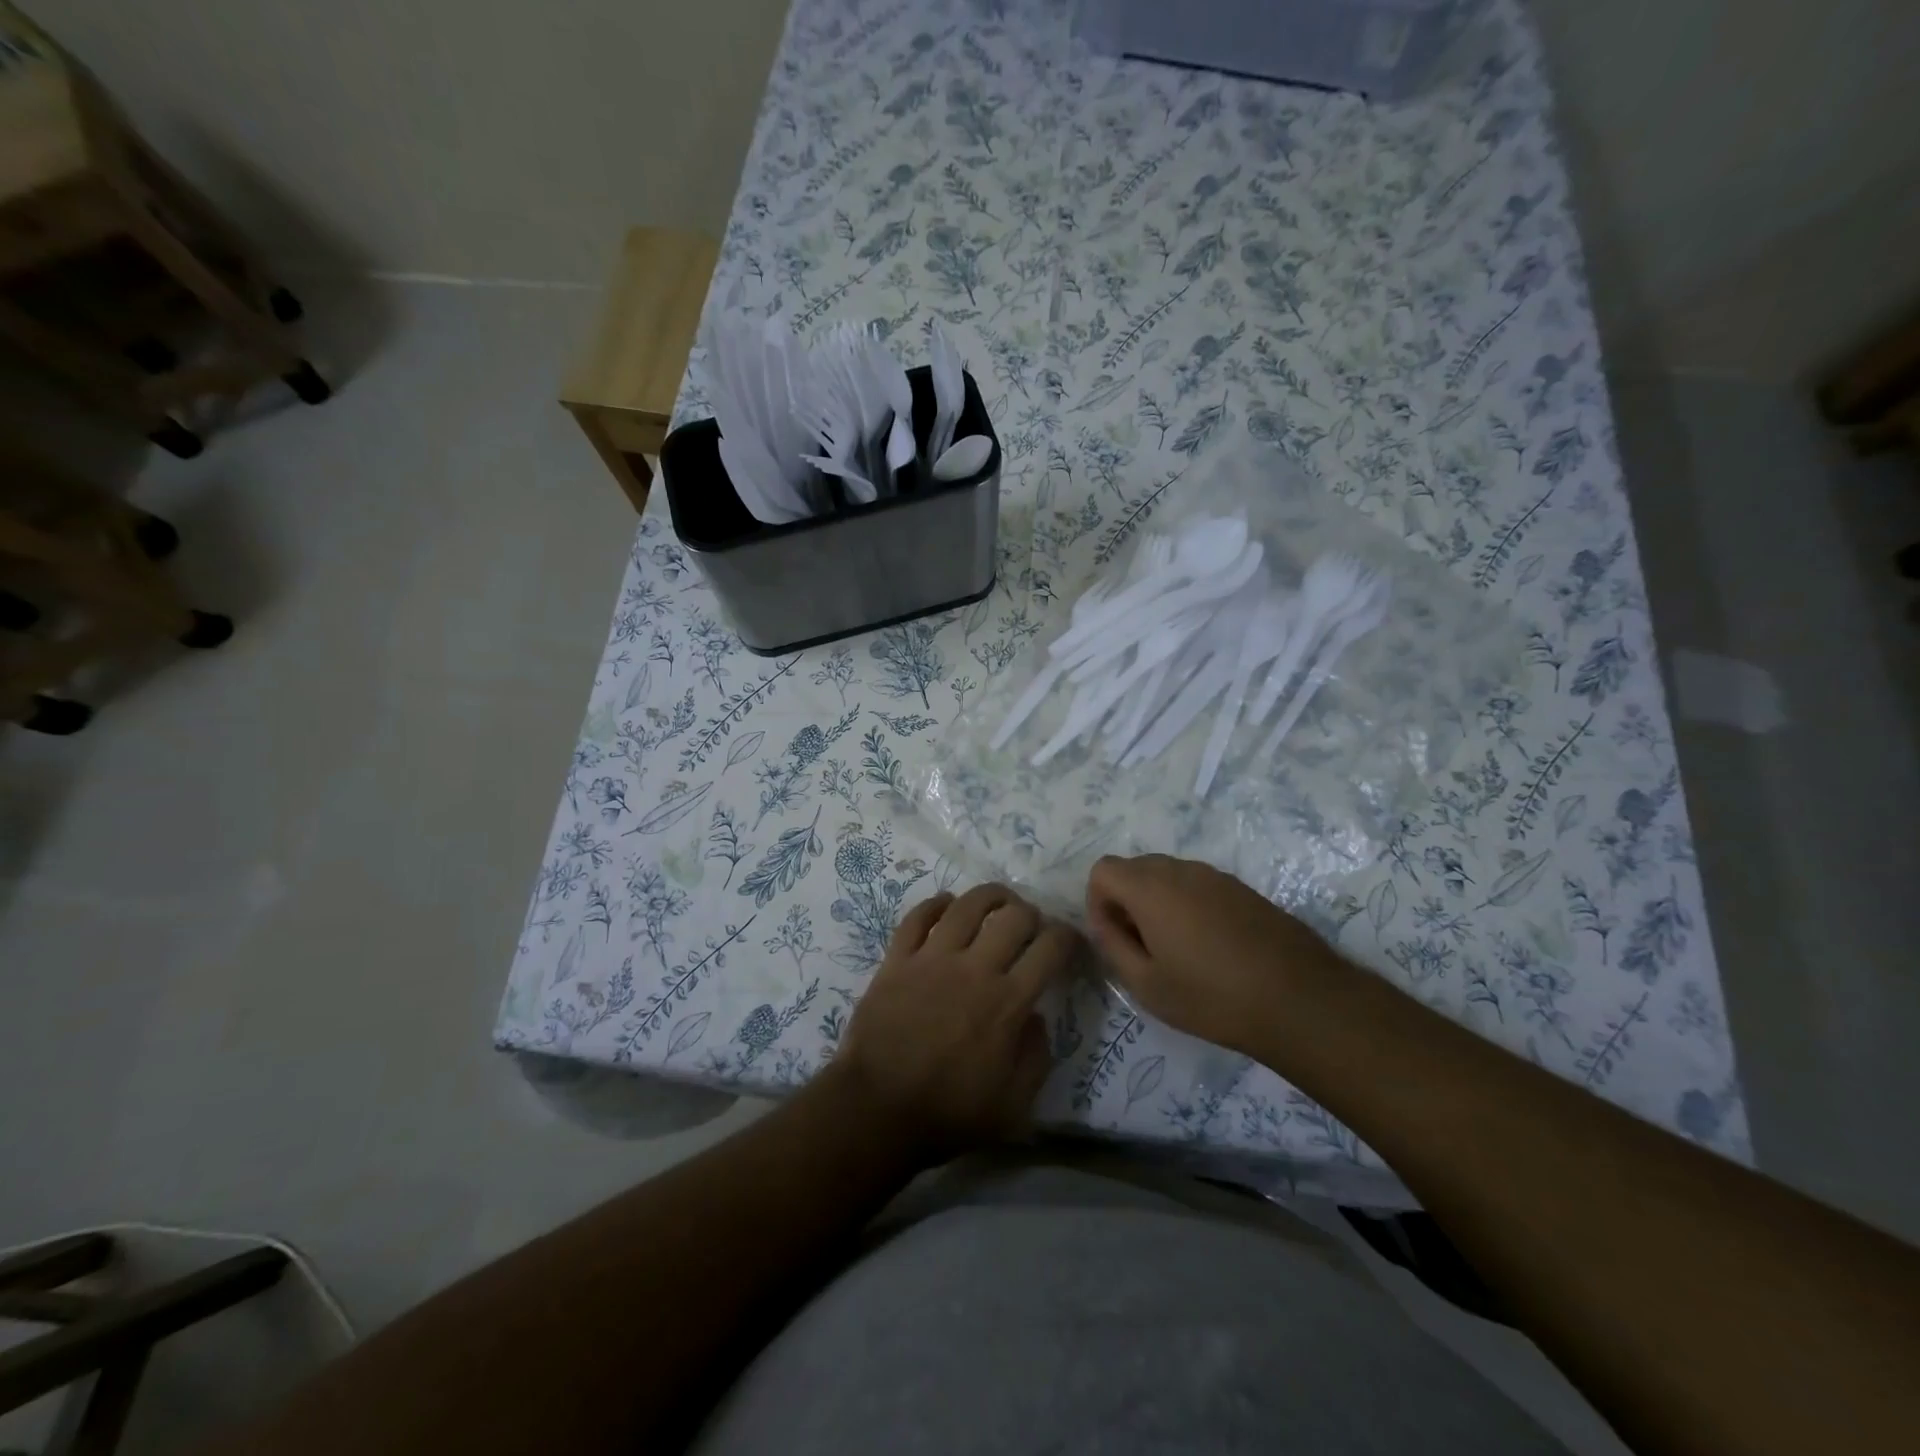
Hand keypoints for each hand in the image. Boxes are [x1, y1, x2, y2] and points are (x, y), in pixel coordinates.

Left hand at [831, 884, 1080, 1159]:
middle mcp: (973, 968)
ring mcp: (932, 959)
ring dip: (990, 896)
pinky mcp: (897, 960)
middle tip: (1031, 926)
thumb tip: (1036, 1017)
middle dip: (1032, 913)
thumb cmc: (948, 1113)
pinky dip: (936, 904)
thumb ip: (1036, 1056)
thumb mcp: (1014, 1105)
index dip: (1068, 937)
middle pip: (1013, 916)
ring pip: (967, 905)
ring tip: (999, 901)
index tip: (1070, 942)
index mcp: (1007, 1002)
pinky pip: (917, 917)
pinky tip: (947, 904)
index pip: (1050, 949)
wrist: (877, 1110)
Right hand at [1085, 854, 1337, 1054]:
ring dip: (1158, 903)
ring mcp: (1216, 876)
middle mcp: (1180, 870)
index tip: (1115, 939)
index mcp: (1150, 888)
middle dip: (1126, 901)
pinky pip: (1198, 885)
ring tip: (1177, 950)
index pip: (1103, 870)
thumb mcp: (1146, 984)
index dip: (1098, 902)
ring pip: (1168, 875)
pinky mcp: (1243, 889)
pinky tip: (1210, 948)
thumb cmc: (1212, 996)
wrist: (1300, 999)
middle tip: (1142, 947)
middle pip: (1134, 868)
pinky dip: (1189, 906)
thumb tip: (1103, 923)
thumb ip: (1112, 946)